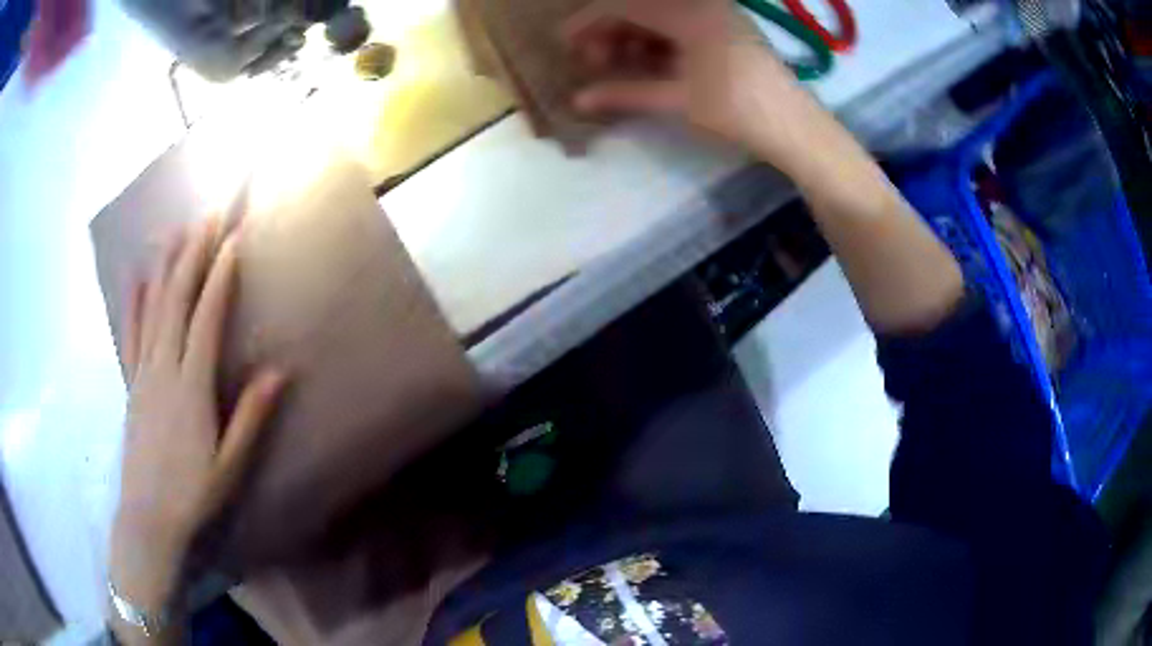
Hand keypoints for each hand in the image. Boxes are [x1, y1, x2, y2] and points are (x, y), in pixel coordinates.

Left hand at [110, 220, 285, 622]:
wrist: (148, 518)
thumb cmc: (194, 495)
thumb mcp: (230, 464)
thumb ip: (251, 416)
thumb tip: (279, 371)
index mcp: (190, 387)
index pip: (205, 318)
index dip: (219, 277)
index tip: (232, 240)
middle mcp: (163, 368)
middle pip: (176, 300)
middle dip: (192, 254)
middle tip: (207, 215)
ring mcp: (142, 373)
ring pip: (152, 307)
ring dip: (165, 266)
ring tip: (175, 230)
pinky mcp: (130, 383)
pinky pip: (130, 333)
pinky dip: (133, 301)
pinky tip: (137, 277)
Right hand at [562, 0, 832, 172]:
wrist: (796, 128)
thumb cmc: (738, 111)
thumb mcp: (678, 100)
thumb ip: (625, 93)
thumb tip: (579, 99)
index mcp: (689, 12)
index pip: (624, 5)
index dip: (589, 22)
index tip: (564, 44)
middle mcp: (702, 3)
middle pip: (641, 7)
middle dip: (610, 31)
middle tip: (594, 62)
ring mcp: (718, 14)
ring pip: (660, 16)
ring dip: (633, 37)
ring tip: (619, 67)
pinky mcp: (727, 28)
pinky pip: (681, 25)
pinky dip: (659, 41)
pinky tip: (649, 64)